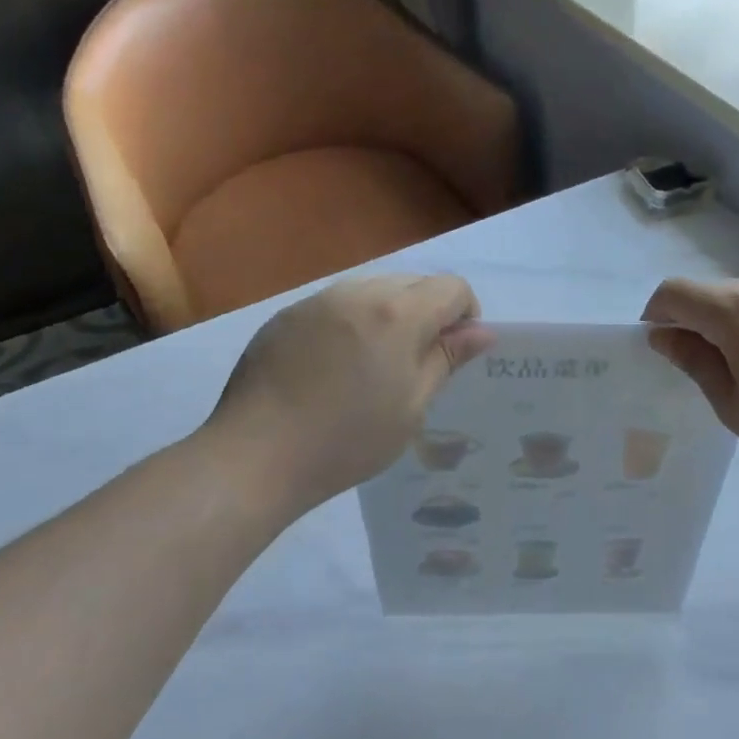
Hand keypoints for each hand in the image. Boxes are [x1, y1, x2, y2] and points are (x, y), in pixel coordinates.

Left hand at [195, 275, 491, 509]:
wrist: (255, 455)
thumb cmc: (348, 439)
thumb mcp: (412, 406)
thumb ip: (448, 359)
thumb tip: (482, 331)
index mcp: (398, 313)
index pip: (453, 287)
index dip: (465, 316)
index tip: (452, 354)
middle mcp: (359, 292)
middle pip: (414, 283)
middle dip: (427, 313)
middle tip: (413, 365)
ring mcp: (318, 301)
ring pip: (374, 289)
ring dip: (389, 315)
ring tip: (370, 367)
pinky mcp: (286, 315)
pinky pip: (336, 305)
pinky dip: (350, 323)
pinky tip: (331, 369)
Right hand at [642, 272, 738, 488]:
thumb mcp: (736, 406)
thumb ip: (695, 363)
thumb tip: (664, 335)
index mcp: (736, 308)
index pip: (674, 292)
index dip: (656, 315)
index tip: (662, 349)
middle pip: (712, 296)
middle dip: (698, 326)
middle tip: (716, 377)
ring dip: (736, 327)